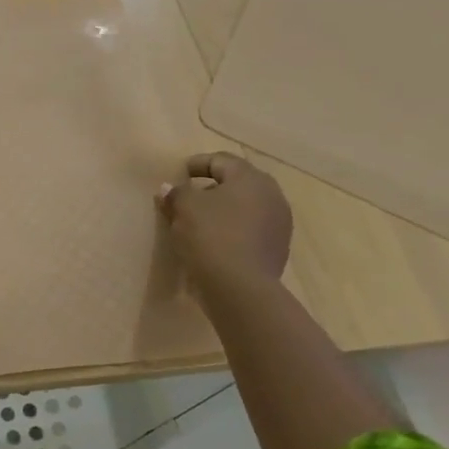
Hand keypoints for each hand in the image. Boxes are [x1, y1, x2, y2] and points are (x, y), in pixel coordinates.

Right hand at [157, 152, 291, 295]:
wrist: (240, 287)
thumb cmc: (211, 236)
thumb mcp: (184, 208)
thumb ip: (176, 193)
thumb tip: (169, 188)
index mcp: (250, 178)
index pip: (221, 160)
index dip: (198, 163)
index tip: (180, 173)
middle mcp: (271, 195)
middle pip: (237, 183)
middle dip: (213, 186)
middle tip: (189, 196)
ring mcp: (279, 223)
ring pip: (245, 207)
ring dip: (223, 209)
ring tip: (200, 221)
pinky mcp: (277, 248)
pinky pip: (250, 229)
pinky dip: (232, 229)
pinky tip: (214, 241)